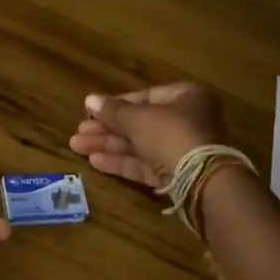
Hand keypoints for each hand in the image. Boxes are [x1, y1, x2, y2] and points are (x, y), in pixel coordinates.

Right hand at [69, 82, 229, 188]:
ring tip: (77, 146)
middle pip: (139, 123)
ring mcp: (182, 150)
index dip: (116, 104)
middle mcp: (186, 121)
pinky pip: (145, 165)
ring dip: (108, 145)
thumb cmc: (171, 135)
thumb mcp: (138, 119)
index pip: (144, 97)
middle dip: (107, 128)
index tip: (91, 111)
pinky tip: (95, 161)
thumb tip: (89, 99)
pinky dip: (121, 162)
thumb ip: (113, 111)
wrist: (202, 181)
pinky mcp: (176, 176)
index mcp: (185, 97)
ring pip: (139, 145)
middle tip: (79, 132)